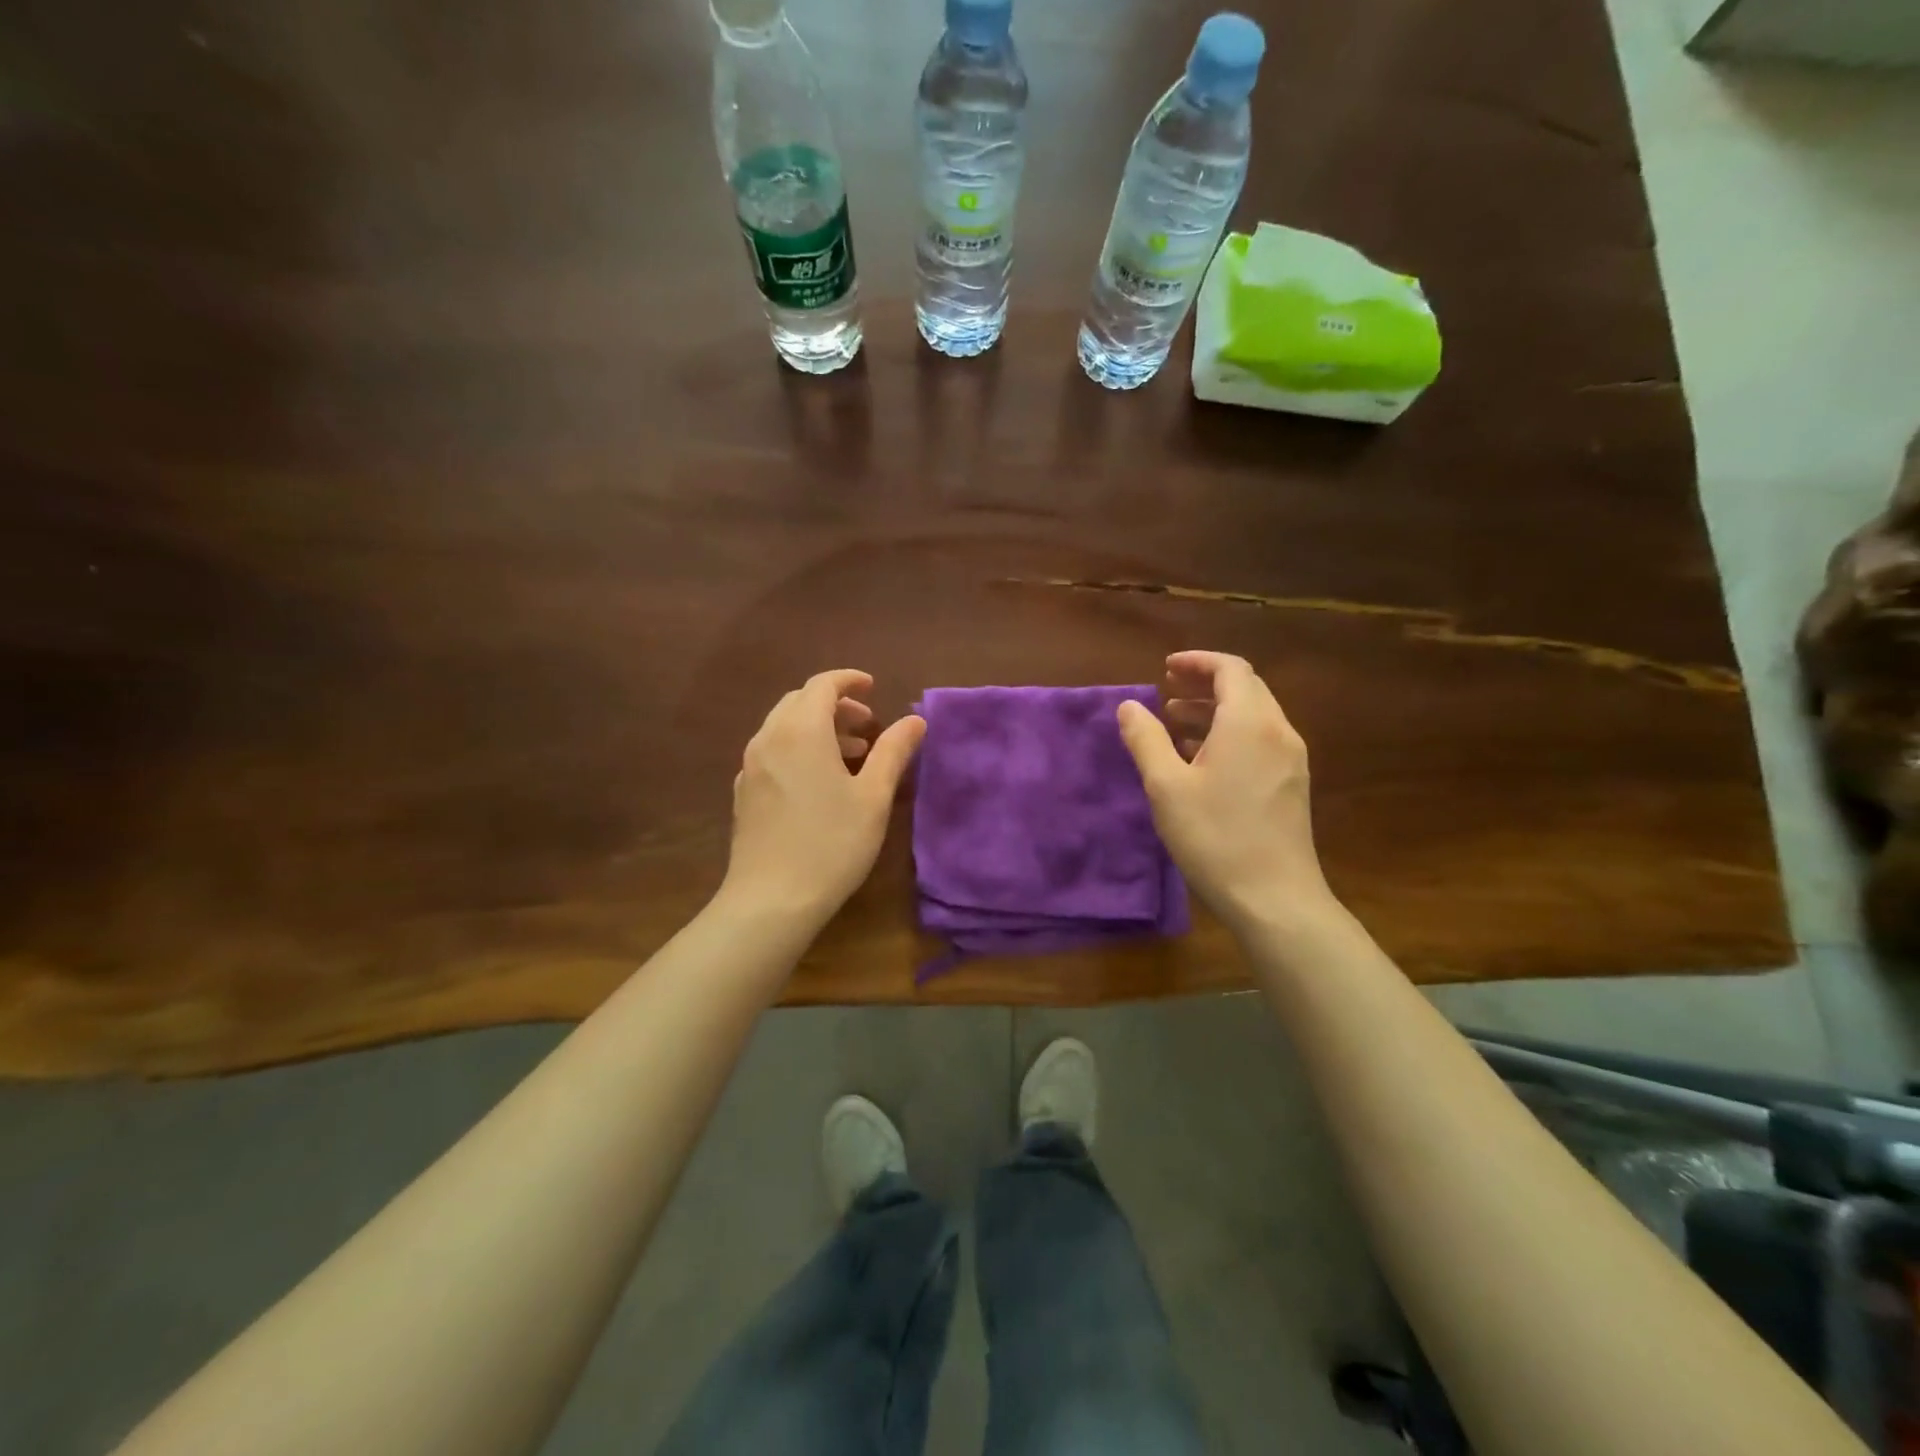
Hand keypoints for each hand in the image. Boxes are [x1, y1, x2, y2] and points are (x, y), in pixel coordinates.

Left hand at [721, 669, 924, 928]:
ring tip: (852, 754)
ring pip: (784, 727)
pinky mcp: (744, 792)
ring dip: (817, 728)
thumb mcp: (873, 797)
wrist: (770, 900)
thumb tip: (914, 720)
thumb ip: (893, 751)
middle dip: (835, 705)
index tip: (873, 687)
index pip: (822, 685)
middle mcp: (768, 739)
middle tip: (867, 725)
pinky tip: (819, 781)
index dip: (849, 680)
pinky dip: (798, 749)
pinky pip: (773, 752)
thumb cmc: (831, 844)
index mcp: (801, 731)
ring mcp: (750, 766)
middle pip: (799, 702)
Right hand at [1117, 651, 1334, 931]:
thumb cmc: (1215, 838)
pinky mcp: (1292, 785)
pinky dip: (1229, 734)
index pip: (1230, 669)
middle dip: (1205, 683)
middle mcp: (1278, 732)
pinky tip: (1201, 759)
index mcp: (1249, 723)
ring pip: (1254, 716)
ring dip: (1215, 710)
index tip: (1165, 668)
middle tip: (1167, 690)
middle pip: (1246, 688)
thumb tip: (1129, 705)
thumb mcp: (1166, 787)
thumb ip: (1146, 739)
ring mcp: (1291, 760)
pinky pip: (1260, 741)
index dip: (1197, 662)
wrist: (1275, 899)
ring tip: (1175, 723)